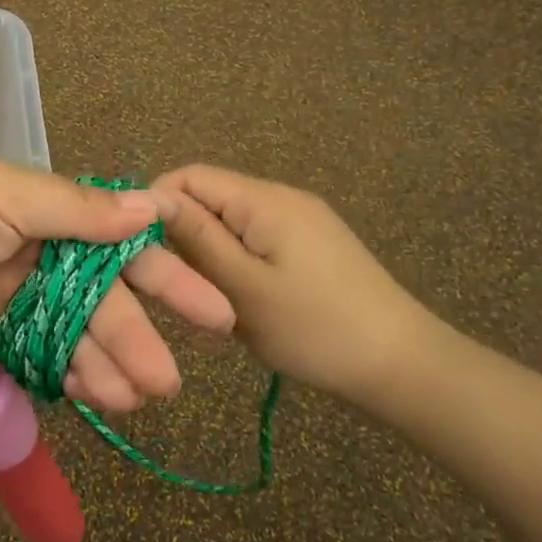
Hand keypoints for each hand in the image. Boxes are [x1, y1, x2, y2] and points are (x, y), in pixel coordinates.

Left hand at [0, 154, 234, 412]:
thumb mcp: (2, 196)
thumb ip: (76, 210)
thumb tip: (153, 205)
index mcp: (47, 211)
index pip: (120, 244)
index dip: (166, 276)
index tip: (212, 311)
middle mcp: (37, 250)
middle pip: (101, 299)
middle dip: (135, 337)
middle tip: (166, 383)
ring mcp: (12, 293)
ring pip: (73, 333)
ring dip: (104, 364)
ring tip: (132, 401)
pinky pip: (38, 354)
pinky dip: (64, 374)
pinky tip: (90, 397)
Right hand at [152, 164, 445, 406]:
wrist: (401, 364)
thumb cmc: (314, 328)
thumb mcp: (242, 286)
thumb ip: (195, 237)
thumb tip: (149, 197)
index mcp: (263, 200)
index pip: (189, 176)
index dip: (156, 206)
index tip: (140, 251)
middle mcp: (281, 197)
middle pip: (210, 196)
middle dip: (184, 234)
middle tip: (178, 284)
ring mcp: (300, 219)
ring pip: (230, 221)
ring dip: (210, 253)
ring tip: (209, 297)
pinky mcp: (311, 243)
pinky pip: (255, 238)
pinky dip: (236, 262)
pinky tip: (240, 299)